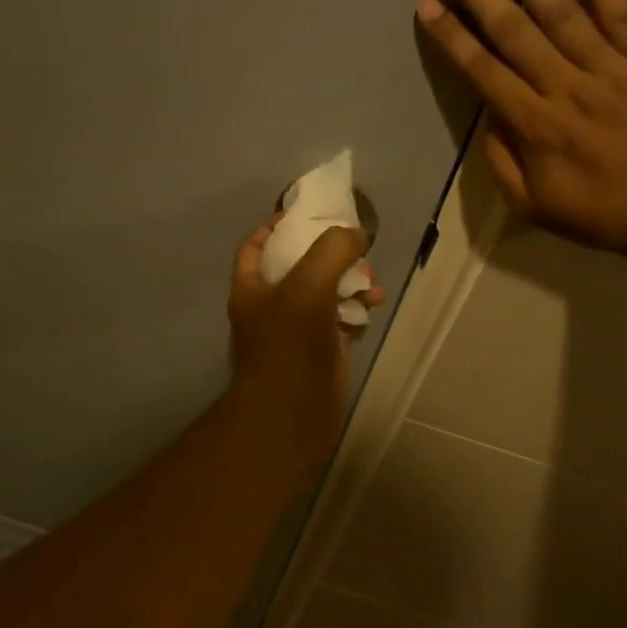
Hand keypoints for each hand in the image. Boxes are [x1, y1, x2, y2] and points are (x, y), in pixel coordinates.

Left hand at [228, 218, 383, 433]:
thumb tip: (355, 235)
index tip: (308, 214)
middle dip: (328, 252)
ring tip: (372, 279)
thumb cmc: (290, 344)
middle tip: (354, 247)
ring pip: (324, 291)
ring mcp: (296, 329)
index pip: (258, 244)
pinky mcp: (321, 349)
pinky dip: (357, 307)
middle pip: (298, 264)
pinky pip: (340, 318)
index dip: (278, 225)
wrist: (292, 413)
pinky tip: (374, 304)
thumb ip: (332, 250)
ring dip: (349, 279)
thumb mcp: (308, 284)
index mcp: (252, 286)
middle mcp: (271, 304)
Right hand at [416, 0, 626, 253]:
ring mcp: (611, 70)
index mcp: (535, 126)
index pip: (484, 71)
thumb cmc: (597, 213)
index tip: (428, 4)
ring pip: (561, 13)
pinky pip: (622, 15)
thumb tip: (487, 113)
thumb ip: (501, 160)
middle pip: (514, 30)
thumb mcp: (531, 207)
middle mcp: (567, 88)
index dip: (453, 37)